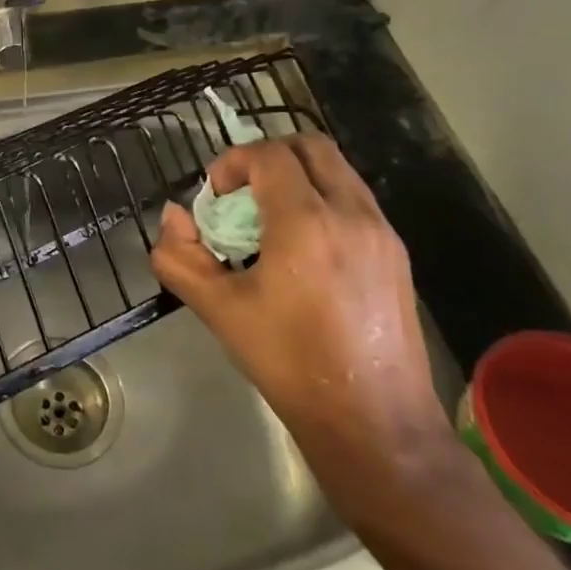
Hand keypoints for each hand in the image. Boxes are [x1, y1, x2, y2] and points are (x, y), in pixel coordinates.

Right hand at [152, 136, 454, 520]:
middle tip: (242, 195)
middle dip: (268, 157)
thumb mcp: (219, 310)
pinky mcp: (397, 254)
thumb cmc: (289, 363)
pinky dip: (322, 201)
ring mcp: (382, 232)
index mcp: (305, 222)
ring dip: (297, 178)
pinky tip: (304, 251)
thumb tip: (173, 218)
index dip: (232, 162)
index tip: (214, 196)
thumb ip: (180, 257)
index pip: (268, 155)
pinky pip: (355, 201)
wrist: (374, 422)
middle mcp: (351, 214)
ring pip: (337, 171)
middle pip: (310, 146)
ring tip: (270, 224)